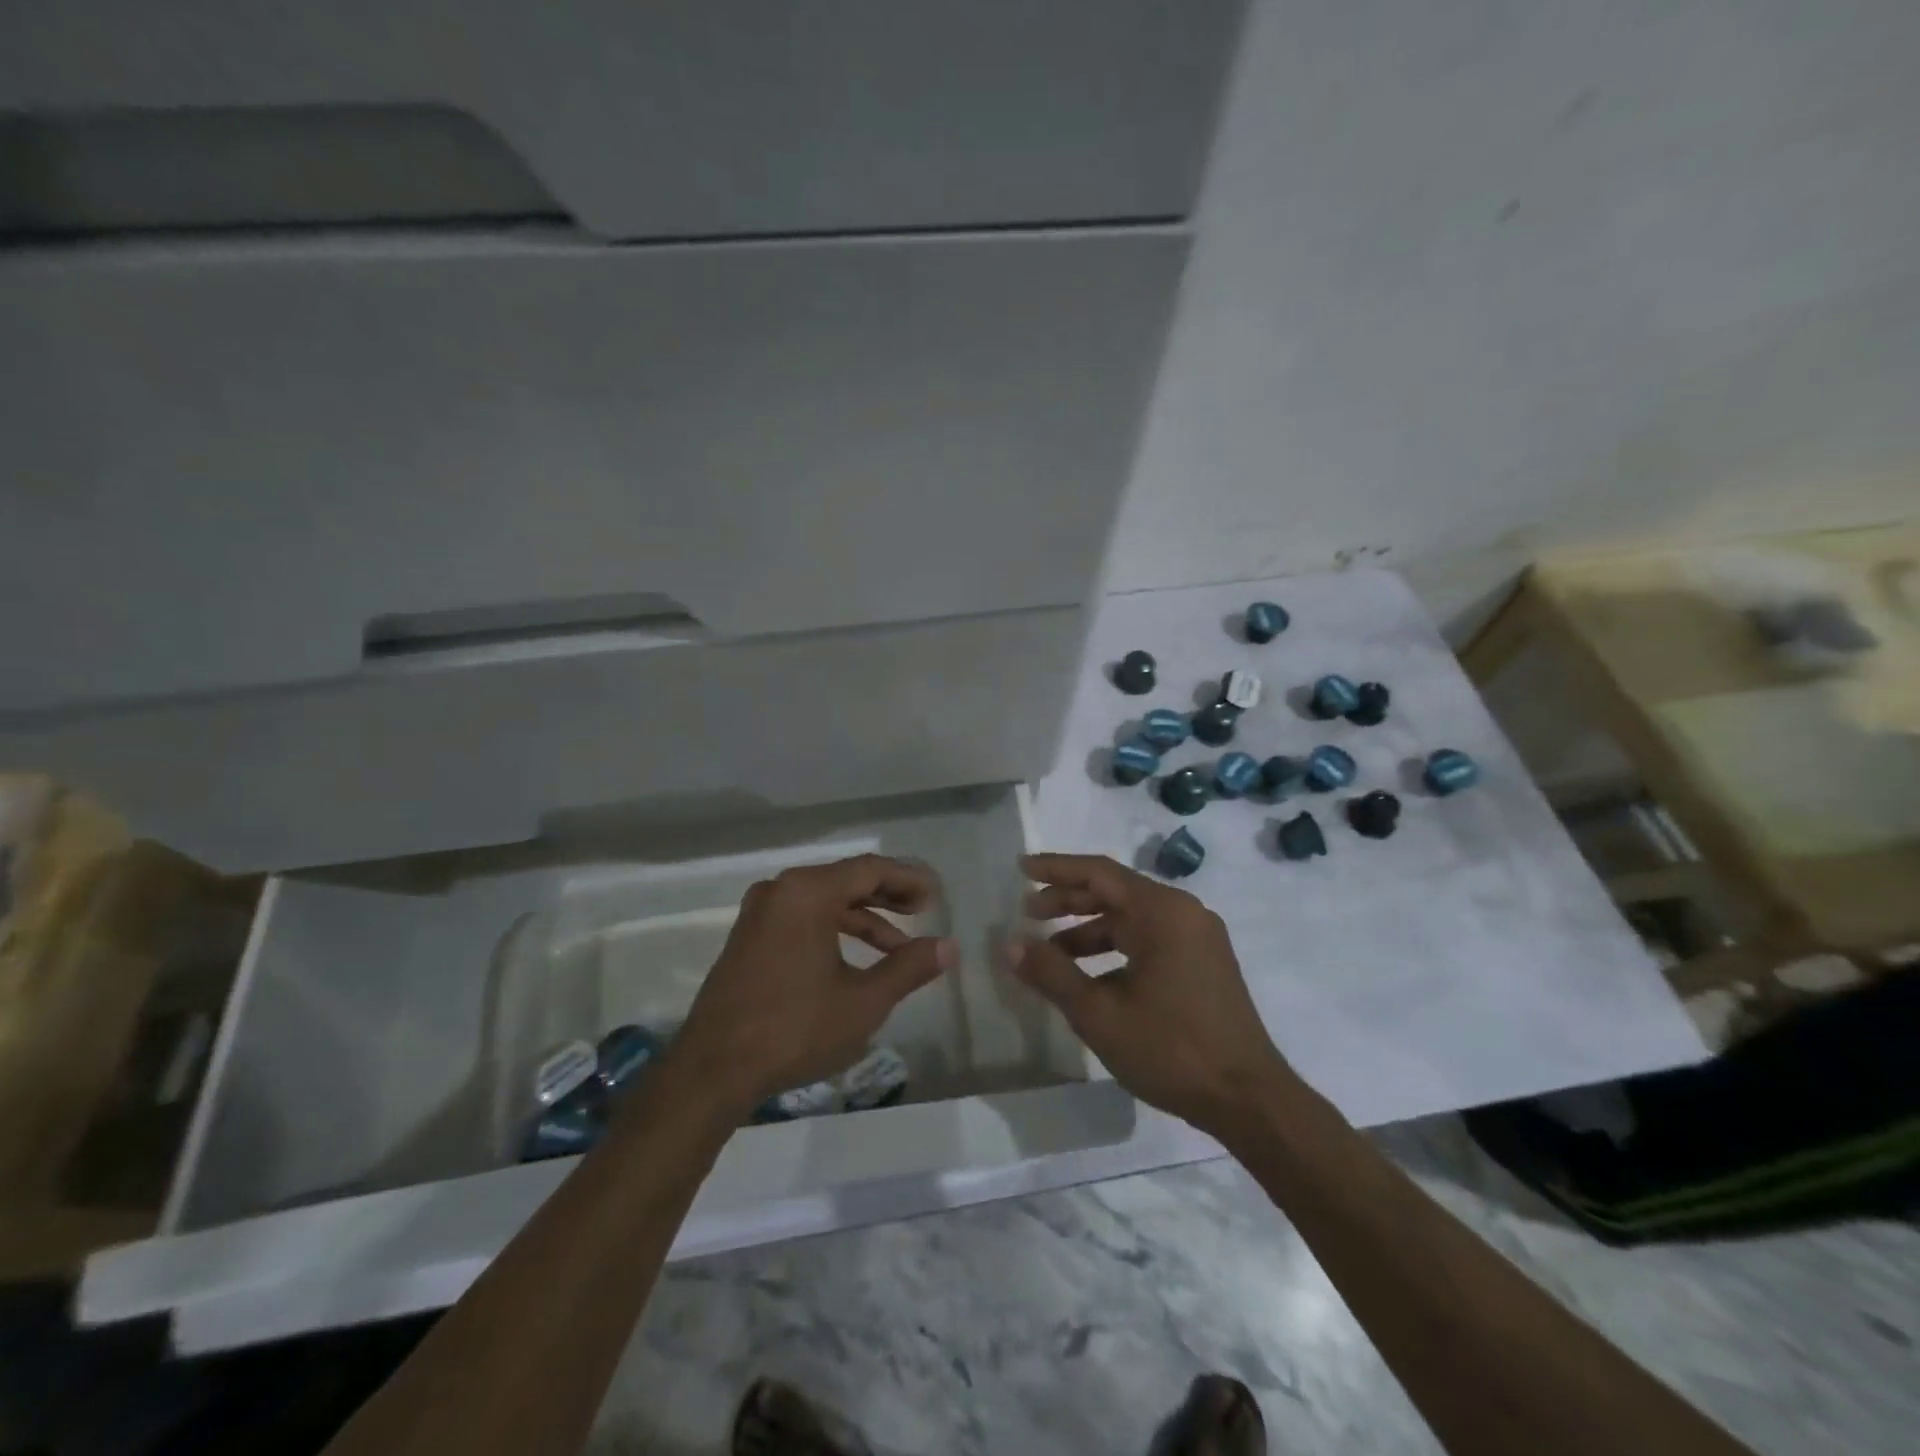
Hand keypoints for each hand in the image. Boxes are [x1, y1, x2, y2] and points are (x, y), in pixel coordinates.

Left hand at [667, 854, 955, 1115]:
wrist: (711, 1070)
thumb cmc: (794, 1029)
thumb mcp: (863, 1001)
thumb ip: (908, 967)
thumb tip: (948, 947)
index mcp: (807, 892)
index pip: (869, 870)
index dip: (908, 878)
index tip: (936, 894)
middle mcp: (781, 890)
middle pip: (845, 880)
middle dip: (887, 895)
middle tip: (923, 910)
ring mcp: (760, 913)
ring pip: (823, 901)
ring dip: (862, 918)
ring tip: (897, 945)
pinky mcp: (749, 937)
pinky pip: (802, 918)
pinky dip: (834, 930)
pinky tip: (855, 959)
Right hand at [1011, 853, 1291, 1137]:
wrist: (1249, 1100)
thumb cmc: (1172, 1049)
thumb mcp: (1100, 1014)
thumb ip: (1051, 973)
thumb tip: (1010, 944)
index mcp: (1162, 912)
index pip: (1099, 873)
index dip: (1056, 869)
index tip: (1021, 868)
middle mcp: (1184, 913)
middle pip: (1116, 892)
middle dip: (1068, 900)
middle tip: (1028, 912)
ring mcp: (1198, 938)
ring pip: (1132, 919)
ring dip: (1089, 929)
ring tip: (1050, 951)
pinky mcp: (1204, 964)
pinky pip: (1150, 940)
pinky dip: (1115, 949)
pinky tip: (1089, 978)